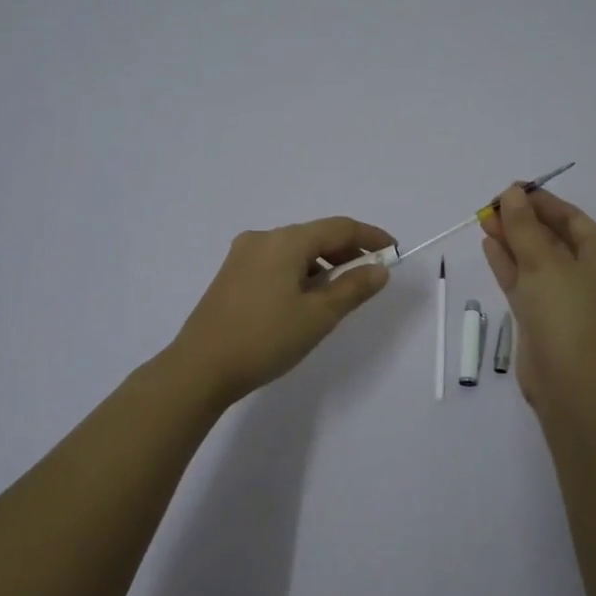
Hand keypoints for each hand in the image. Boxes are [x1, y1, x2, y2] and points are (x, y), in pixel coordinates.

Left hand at [171, 216, 392, 401]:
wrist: (200, 368)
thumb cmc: (265, 338)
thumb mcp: (318, 315)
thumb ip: (353, 288)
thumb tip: (379, 269)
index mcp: (286, 241)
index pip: (340, 227)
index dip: (371, 237)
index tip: (394, 251)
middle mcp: (263, 238)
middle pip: (316, 235)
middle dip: (347, 252)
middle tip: (372, 275)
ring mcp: (242, 256)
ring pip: (295, 250)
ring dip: (323, 264)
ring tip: (341, 293)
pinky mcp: (231, 275)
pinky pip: (277, 263)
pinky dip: (300, 273)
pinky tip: (306, 299)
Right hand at [481, 186, 595, 410]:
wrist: (570, 381)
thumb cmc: (566, 312)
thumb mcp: (543, 261)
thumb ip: (523, 226)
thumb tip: (511, 194)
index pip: (572, 218)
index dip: (541, 201)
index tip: (510, 190)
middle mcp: (587, 275)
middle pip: (552, 237)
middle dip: (522, 221)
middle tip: (490, 206)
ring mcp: (564, 298)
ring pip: (535, 260)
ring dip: (512, 240)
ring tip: (484, 221)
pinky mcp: (543, 318)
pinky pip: (525, 282)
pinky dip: (508, 264)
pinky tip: (488, 246)